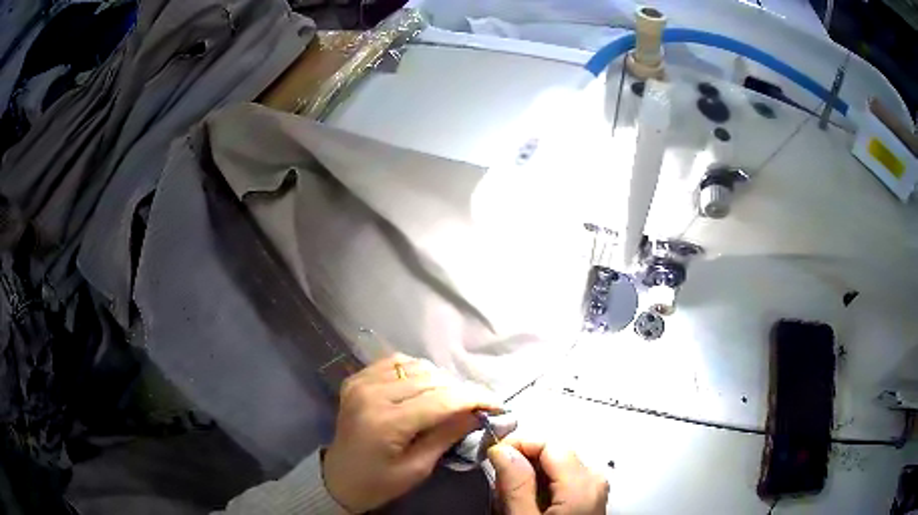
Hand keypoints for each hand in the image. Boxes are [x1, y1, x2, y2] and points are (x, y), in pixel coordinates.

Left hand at [322, 354, 499, 512]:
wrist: (338, 478)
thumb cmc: (378, 482)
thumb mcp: (417, 468)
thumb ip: (447, 436)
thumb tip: (478, 413)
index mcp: (386, 422)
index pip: (441, 400)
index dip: (475, 399)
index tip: (498, 404)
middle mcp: (371, 393)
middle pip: (431, 379)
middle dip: (460, 391)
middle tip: (475, 408)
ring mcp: (361, 382)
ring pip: (415, 366)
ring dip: (439, 380)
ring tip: (449, 400)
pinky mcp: (356, 379)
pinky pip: (395, 362)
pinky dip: (415, 371)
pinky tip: (423, 387)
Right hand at [488, 439, 608, 514]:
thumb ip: (515, 485)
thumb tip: (502, 450)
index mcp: (582, 484)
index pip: (550, 443)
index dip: (519, 444)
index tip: (493, 455)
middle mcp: (595, 479)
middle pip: (555, 451)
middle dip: (523, 460)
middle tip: (499, 481)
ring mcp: (595, 487)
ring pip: (557, 463)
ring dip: (531, 473)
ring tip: (513, 496)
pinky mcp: (590, 495)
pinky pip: (564, 476)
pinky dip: (543, 483)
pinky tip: (530, 501)